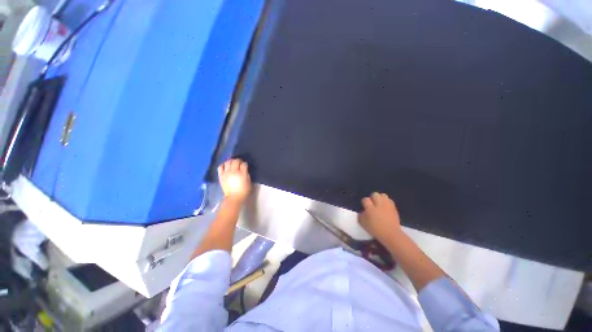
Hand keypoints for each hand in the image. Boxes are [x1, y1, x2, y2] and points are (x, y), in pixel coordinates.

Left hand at [217, 158, 251, 203]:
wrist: (234, 197)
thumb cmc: (244, 190)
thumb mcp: (249, 181)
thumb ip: (247, 174)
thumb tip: (244, 170)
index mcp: (242, 173)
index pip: (244, 164)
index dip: (245, 164)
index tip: (245, 165)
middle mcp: (234, 171)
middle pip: (236, 161)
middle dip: (239, 160)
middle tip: (240, 162)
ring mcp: (226, 173)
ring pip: (228, 162)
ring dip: (231, 161)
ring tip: (233, 163)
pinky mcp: (221, 175)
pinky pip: (220, 166)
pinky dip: (223, 165)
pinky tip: (226, 166)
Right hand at [358, 192, 401, 243]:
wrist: (391, 234)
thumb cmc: (375, 229)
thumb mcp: (363, 223)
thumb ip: (361, 215)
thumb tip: (362, 211)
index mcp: (370, 208)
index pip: (365, 200)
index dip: (364, 202)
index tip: (364, 207)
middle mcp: (379, 204)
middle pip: (375, 194)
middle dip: (372, 198)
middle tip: (372, 204)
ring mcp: (387, 205)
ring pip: (383, 195)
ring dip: (380, 198)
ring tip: (379, 204)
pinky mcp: (394, 207)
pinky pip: (389, 200)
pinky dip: (386, 202)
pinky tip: (385, 207)